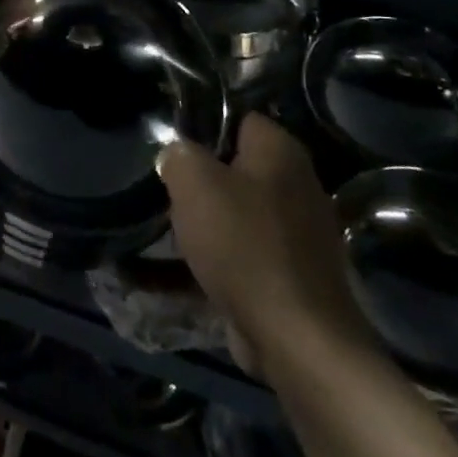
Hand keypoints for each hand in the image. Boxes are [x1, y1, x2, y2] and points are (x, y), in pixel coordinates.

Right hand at [157, 112, 376, 383]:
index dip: (200, 125)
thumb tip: (177, 154)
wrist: (297, 339)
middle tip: (162, 188)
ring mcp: (297, 233)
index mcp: (280, 151)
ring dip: (201, 222)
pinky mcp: (289, 274)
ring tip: (160, 229)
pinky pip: (240, 255)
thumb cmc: (244, 245)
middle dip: (198, 178)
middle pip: (234, 167)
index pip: (237, 117)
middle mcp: (296, 184)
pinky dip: (210, 261)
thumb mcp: (194, 183)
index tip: (168, 143)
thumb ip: (179, 155)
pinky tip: (171, 273)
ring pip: (235, 213)